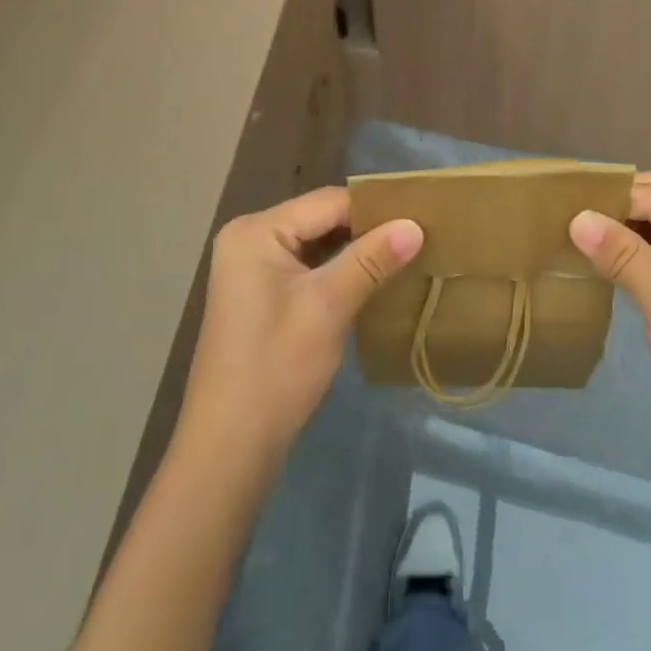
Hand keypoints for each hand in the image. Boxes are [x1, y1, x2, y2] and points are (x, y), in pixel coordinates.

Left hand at [175, 187, 422, 471]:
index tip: (421, 218)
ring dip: (355, 251)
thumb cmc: (276, 368)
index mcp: (256, 231)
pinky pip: (305, 265)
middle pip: (321, 219)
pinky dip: (337, 270)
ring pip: (316, 243)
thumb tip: (415, 224)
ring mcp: (251, 266)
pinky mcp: (258, 292)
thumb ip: (372, 260)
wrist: (229, 448)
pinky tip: (371, 280)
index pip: (328, 202)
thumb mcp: (328, 307)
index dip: (375, 209)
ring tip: (403, 255)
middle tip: (417, 237)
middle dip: (366, 230)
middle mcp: (249, 237)